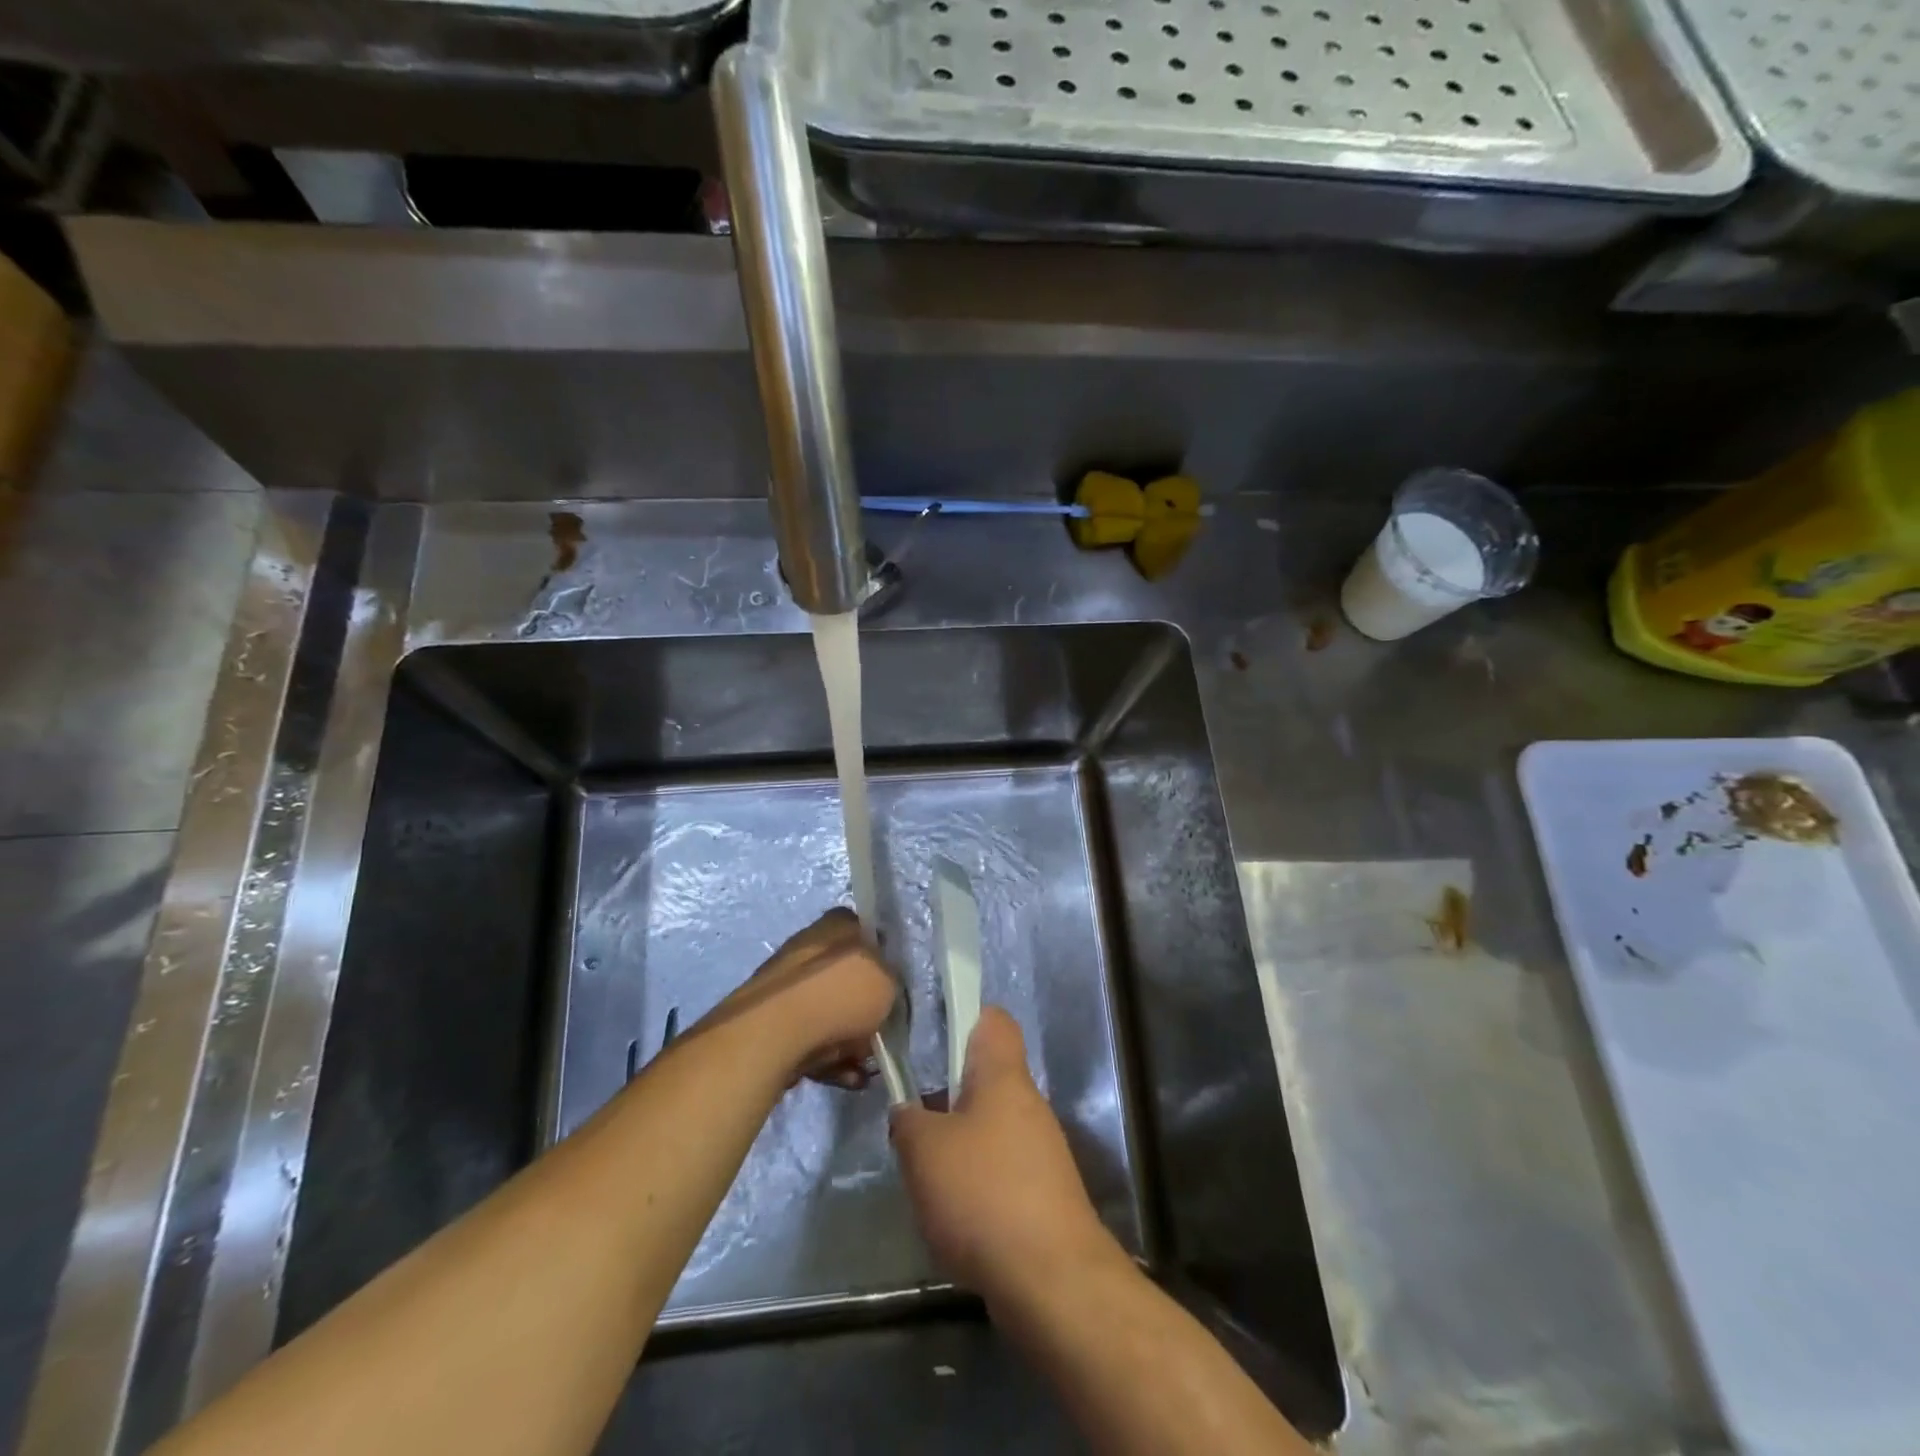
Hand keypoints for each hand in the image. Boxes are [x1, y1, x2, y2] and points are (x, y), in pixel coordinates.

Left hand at [704, 908, 896, 1089]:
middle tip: (880, 1033)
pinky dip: (829, 1058)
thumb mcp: (889, 981)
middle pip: (848, 978)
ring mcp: (787, 984)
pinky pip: (811, 1037)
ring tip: (862, 1068)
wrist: (776, 1032)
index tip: (893, 988)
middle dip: (865, 1011)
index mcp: (837, 924)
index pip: (866, 933)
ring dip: (850, 1041)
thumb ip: (891, 980)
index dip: (882, 960)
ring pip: (830, 1012)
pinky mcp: (771, 1020)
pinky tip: (845, 1078)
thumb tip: (883, 988)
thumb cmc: (840, 995)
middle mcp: (810, 946)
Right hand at [891, 1008, 1122, 1303]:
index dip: (963, 1017)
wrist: (1052, 1281)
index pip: (992, 1019)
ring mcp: (1041, 1151)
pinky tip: (952, 1216)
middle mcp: (1028, 1104)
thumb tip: (908, 1112)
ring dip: (957, 1145)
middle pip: (985, 1079)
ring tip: (924, 1173)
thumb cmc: (984, 1194)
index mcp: (1003, 1076)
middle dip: (947, 1095)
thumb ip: (907, 1120)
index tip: (931, 1036)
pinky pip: (1001, 1171)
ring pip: (989, 1128)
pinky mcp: (1044, 1195)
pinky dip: (975, 1185)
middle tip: (912, 1119)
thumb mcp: (923, 1151)